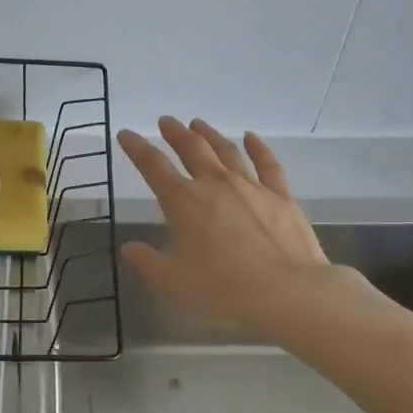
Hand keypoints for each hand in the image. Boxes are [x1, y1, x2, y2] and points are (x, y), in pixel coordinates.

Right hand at [116, 118, 334, 331]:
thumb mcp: (172, 282)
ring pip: (226, 151)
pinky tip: (251, 137)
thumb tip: (130, 247)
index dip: (137, 148)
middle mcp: (215, 184)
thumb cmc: (221, 288)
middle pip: (191, 149)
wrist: (286, 291)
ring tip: (198, 124)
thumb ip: (147, 262)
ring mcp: (251, 186)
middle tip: (166, 121)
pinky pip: (267, 164)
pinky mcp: (281, 196)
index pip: (153, 166)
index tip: (126, 135)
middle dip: (175, 133)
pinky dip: (257, 147)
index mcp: (183, 202)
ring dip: (209, 135)